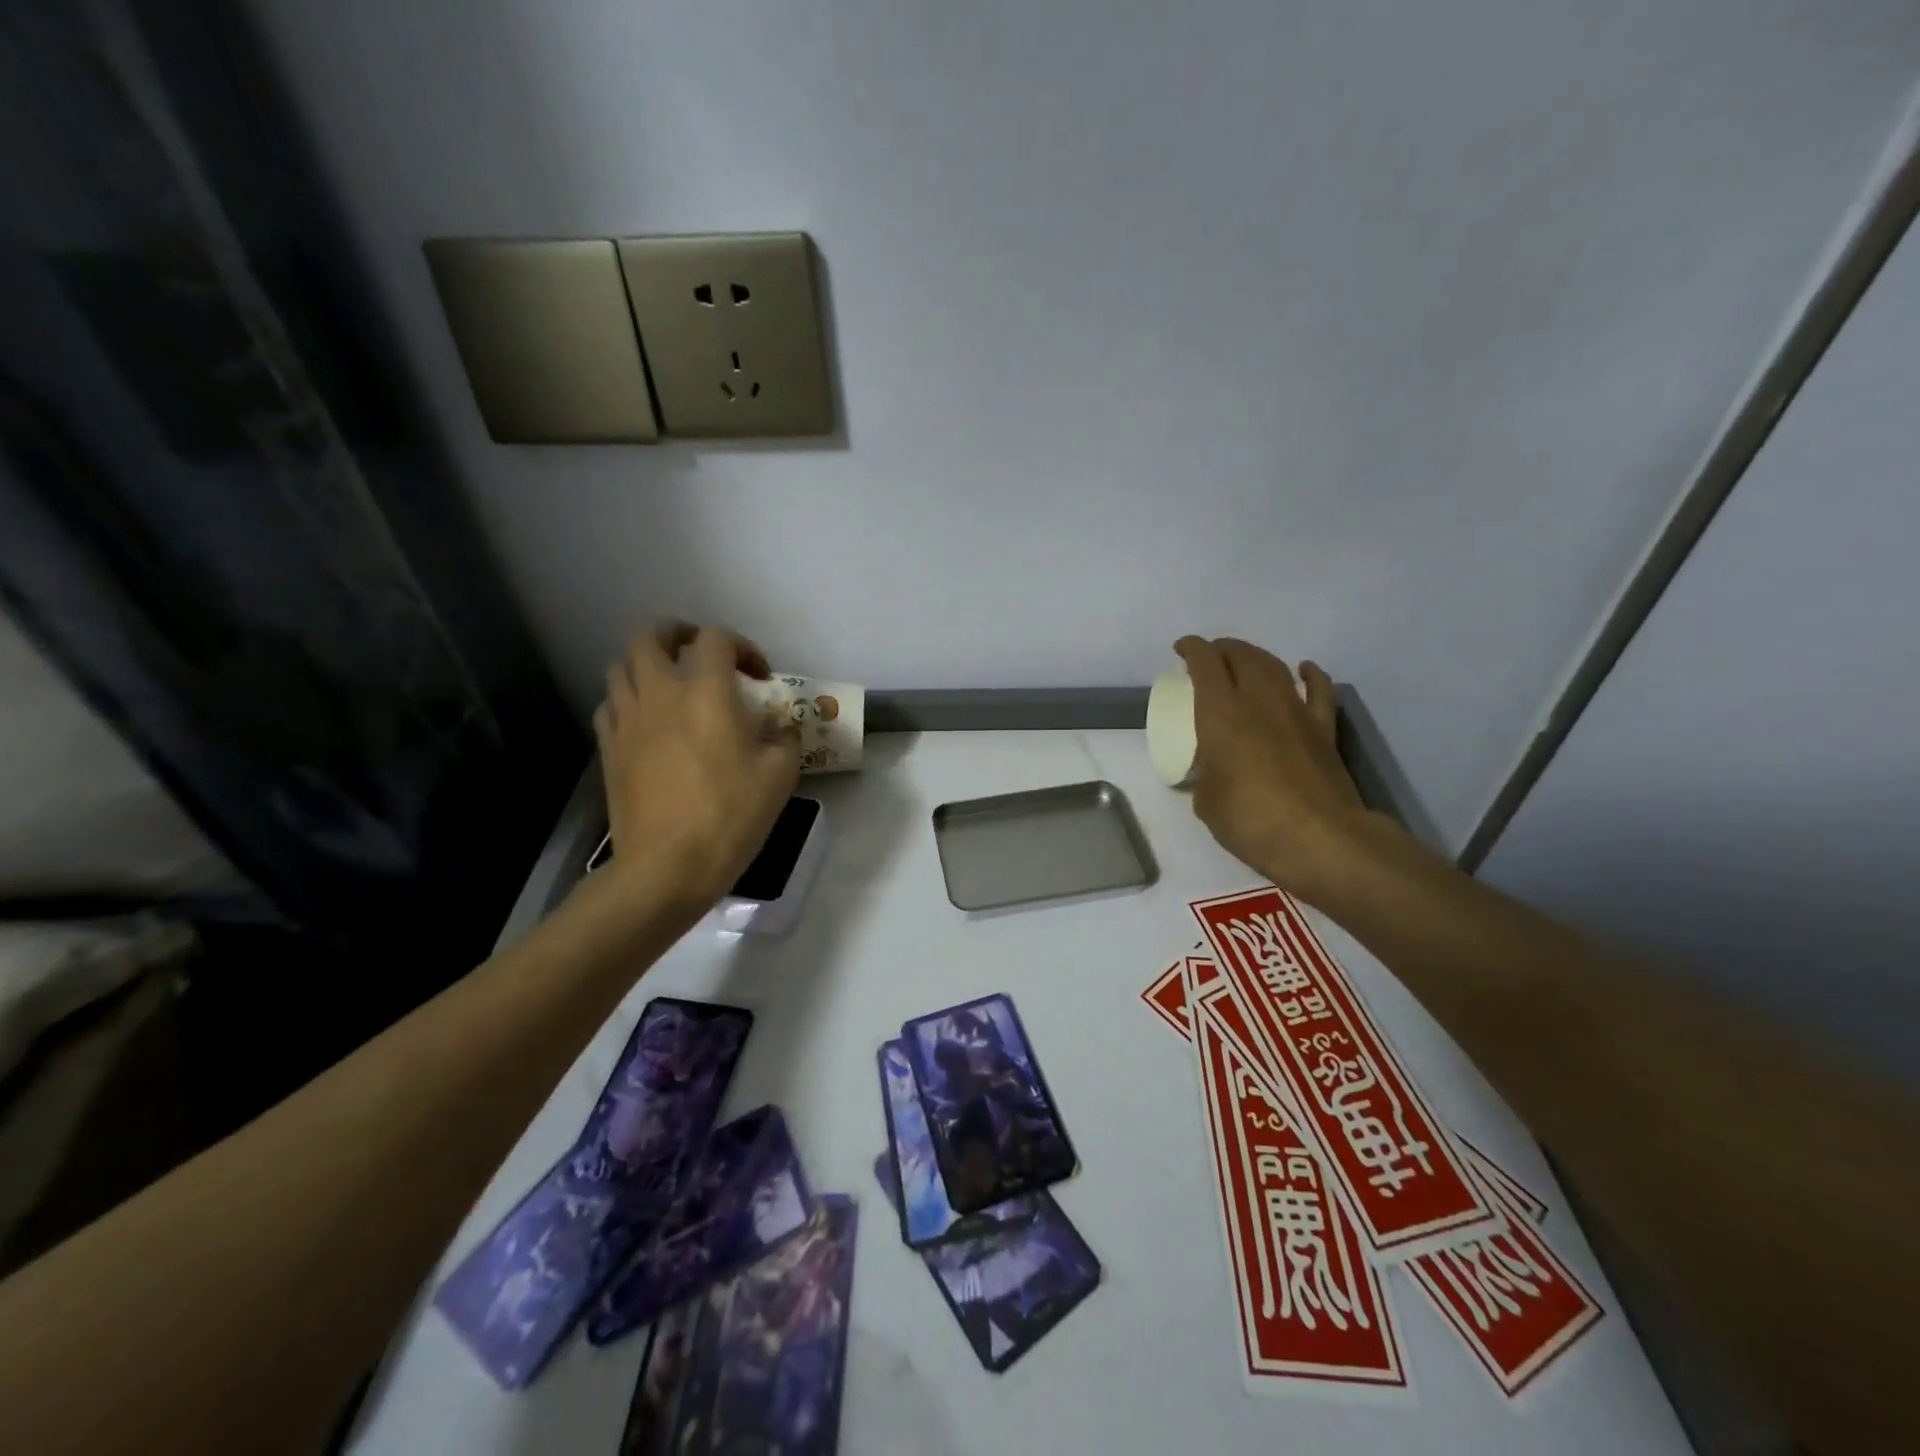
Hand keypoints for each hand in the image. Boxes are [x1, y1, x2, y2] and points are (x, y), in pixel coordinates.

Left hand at [595, 623, 799, 911]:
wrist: (667, 866)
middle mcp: (660, 693)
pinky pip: (610, 704)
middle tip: (700, 653)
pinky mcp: (609, 747)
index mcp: (706, 692)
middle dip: (677, 634)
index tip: (760, 677)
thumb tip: (778, 725)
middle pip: (651, 635)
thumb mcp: (780, 776)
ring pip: (622, 665)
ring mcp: (627, 719)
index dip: (743, 647)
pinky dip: (628, 699)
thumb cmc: (730, 816)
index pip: (716, 638)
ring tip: (671, 684)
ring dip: (647, 663)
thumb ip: (783, 737)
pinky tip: (647, 721)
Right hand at [1176, 636, 1395, 907]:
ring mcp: (1296, 711)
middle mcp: (1259, 700)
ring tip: (1244, 660)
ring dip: (1256, 656)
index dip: (1191, 649)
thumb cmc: (1250, 820)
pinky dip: (1309, 675)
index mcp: (1220, 712)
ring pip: (1275, 666)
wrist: (1319, 839)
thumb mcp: (1206, 801)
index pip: (1204, 662)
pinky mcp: (1324, 729)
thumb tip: (1212, 772)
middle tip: (1209, 657)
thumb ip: (1205, 775)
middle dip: (1222, 649)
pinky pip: (1318, 690)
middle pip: (1241, 655)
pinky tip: (1303, 670)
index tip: (1181, 650)